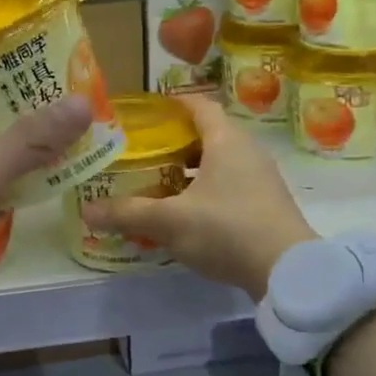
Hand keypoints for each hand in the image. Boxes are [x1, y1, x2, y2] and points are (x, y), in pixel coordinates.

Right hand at [80, 94, 314, 300]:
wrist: (288, 271)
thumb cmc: (226, 229)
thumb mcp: (170, 221)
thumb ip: (127, 213)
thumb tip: (86, 211)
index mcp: (226, 140)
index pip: (198, 105)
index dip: (171, 104)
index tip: (144, 112)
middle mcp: (247, 151)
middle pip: (206, 134)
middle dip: (172, 141)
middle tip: (140, 152)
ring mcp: (260, 178)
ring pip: (218, 162)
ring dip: (188, 169)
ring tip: (156, 182)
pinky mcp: (265, 204)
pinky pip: (228, 185)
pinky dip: (204, 190)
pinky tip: (183, 211)